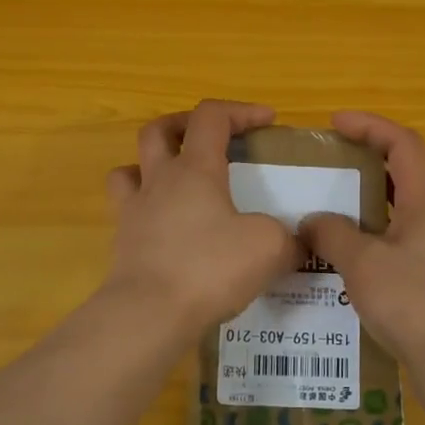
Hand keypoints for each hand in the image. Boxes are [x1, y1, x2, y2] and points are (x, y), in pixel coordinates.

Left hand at [103, 100, 299, 333]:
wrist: (149, 313)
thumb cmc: (210, 268)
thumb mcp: (269, 248)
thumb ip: (290, 238)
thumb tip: (300, 243)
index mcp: (196, 169)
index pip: (211, 116)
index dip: (240, 110)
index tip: (268, 122)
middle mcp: (160, 181)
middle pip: (158, 130)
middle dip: (185, 124)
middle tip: (210, 139)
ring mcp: (135, 212)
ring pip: (131, 168)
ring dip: (152, 164)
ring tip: (176, 180)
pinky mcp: (123, 244)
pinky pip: (127, 211)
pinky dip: (144, 208)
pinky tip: (165, 226)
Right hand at [300, 111, 424, 372]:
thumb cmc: (414, 302)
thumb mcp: (362, 264)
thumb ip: (333, 234)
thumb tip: (312, 221)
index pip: (403, 143)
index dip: (370, 125)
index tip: (335, 123)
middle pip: (405, 170)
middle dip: (367, 159)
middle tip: (329, 164)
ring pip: (403, 206)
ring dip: (369, 198)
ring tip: (331, 206)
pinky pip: (402, 235)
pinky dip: (375, 231)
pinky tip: (348, 254)